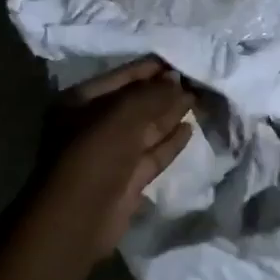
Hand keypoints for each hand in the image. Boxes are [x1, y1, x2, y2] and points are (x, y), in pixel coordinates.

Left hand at [39, 58, 195, 254]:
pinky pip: (152, 153)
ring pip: (147, 128)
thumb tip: (177, 81)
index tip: (182, 60)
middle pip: (136, 102)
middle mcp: (94, 124)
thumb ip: (153, 94)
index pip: (122, 76)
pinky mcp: (127, 179)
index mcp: (81, 101)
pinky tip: (190, 128)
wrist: (79, 218)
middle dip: (165, 91)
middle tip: (198, 79)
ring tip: (200, 99)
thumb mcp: (123, 114)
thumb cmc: (94, 154)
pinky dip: (170, 141)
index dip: (152, 69)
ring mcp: (111, 153)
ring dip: (171, 114)